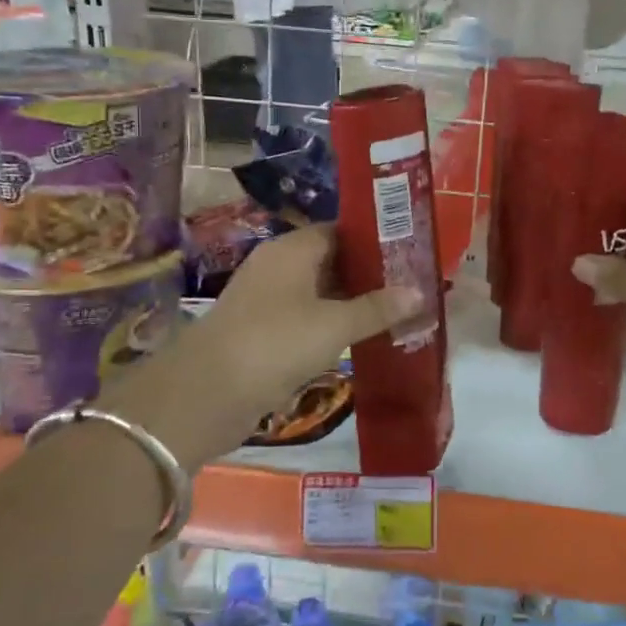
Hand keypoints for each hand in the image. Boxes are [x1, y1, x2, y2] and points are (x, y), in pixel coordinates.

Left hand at [110, 225, 422, 470]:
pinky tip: (359, 338)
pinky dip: (330, 325)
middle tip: (410, 285)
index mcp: (292, 250)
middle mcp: (277, 267)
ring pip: (318, 292)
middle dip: (368, 273)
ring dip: (351, 302)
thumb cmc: (276, 343)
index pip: (341, 230)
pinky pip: (305, 318)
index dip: (375, 239)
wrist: (205, 394)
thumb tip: (420, 291)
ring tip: (395, 311)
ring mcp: (266, 300)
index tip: (410, 252)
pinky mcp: (261, 331)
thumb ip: (378, 308)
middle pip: (331, 260)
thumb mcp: (334, 325)